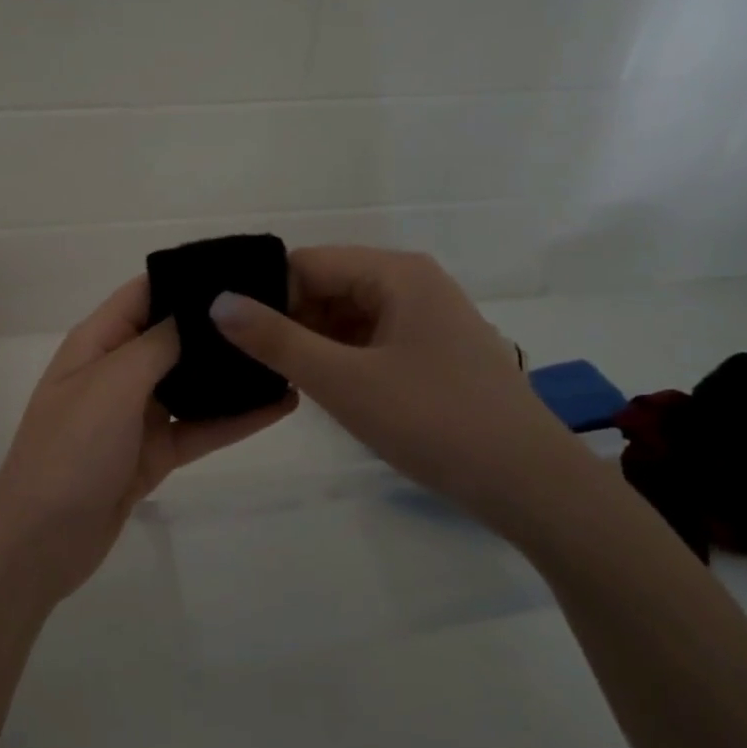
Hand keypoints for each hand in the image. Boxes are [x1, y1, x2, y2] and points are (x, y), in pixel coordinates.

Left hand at [0, 275, 296, 605]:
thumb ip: (157, 344)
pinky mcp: (153, 453)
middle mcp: (117, 372)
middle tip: (279, 311)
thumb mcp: (112, 384)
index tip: (241, 269)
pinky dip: (234, 419)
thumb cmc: (71, 450)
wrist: (43, 540)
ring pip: (191, 384)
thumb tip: (197, 309)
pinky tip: (280, 406)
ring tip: (286, 354)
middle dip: (217, 326)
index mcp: (96, 343)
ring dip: (231, 373)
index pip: (144, 295)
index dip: (186, 279)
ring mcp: (135, 415)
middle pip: (172, 337)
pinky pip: (199, 428)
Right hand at [209, 245, 578, 524]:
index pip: (307, 263)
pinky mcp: (431, 352)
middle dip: (287, 320)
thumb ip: (276, 340)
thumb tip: (218, 302)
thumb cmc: (434, 422)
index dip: (266, 294)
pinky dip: (339, 359)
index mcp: (396, 273)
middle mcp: (412, 283)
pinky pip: (369, 340)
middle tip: (246, 361)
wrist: (528, 484)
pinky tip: (318, 388)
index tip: (230, 333)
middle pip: (327, 286)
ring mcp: (425, 319)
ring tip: (273, 376)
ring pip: (346, 316)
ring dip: (311, 343)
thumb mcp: (343, 381)